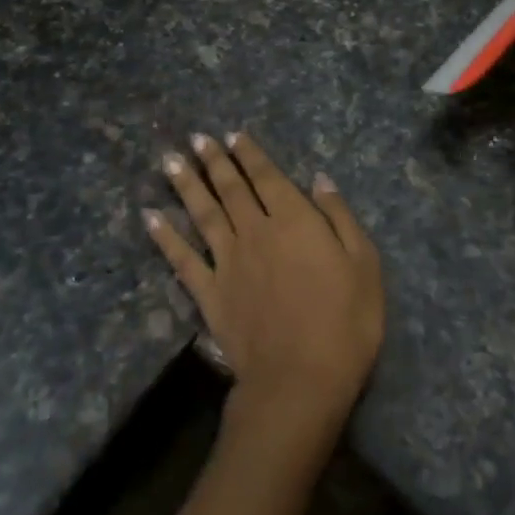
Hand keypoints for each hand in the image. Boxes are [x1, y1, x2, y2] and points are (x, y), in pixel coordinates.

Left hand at [147, 133, 383, 430]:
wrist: (300, 379)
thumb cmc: (345, 321)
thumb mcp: (364, 264)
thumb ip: (339, 217)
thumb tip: (319, 180)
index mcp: (295, 220)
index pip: (268, 177)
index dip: (250, 155)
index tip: (234, 135)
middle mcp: (256, 231)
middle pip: (231, 189)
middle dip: (214, 161)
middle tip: (197, 138)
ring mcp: (228, 262)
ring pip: (204, 213)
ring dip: (187, 185)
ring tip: (171, 160)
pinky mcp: (210, 293)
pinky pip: (182, 259)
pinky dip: (165, 236)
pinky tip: (151, 217)